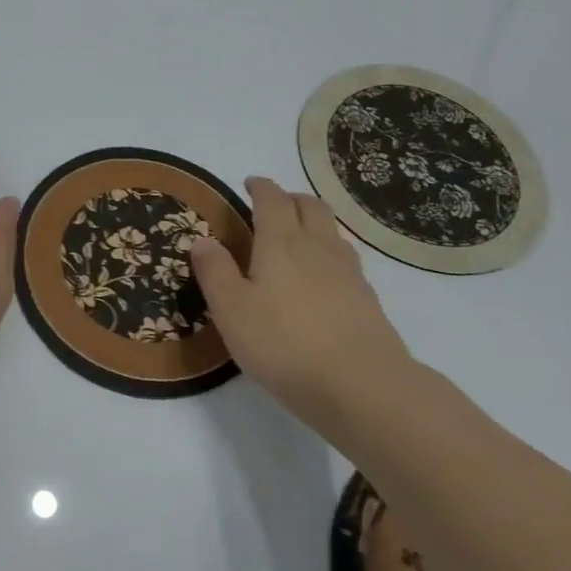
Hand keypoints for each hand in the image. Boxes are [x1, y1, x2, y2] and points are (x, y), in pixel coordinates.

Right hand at [191, 177, 413, 439]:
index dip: (260, 187)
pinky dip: (329, 252)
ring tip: (298, 235)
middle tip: (273, 204)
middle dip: (291, 198)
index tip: (249, 184)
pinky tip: (322, 276)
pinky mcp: (367, 300)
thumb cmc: (283, 344)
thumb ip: (214, 271)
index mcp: (281, 243)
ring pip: (332, 231)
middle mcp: (318, 248)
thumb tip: (202, 239)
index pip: (272, 200)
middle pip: (311, 206)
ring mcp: (349, 273)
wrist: (362, 386)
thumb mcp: (231, 309)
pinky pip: (346, 259)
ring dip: (314, 222)